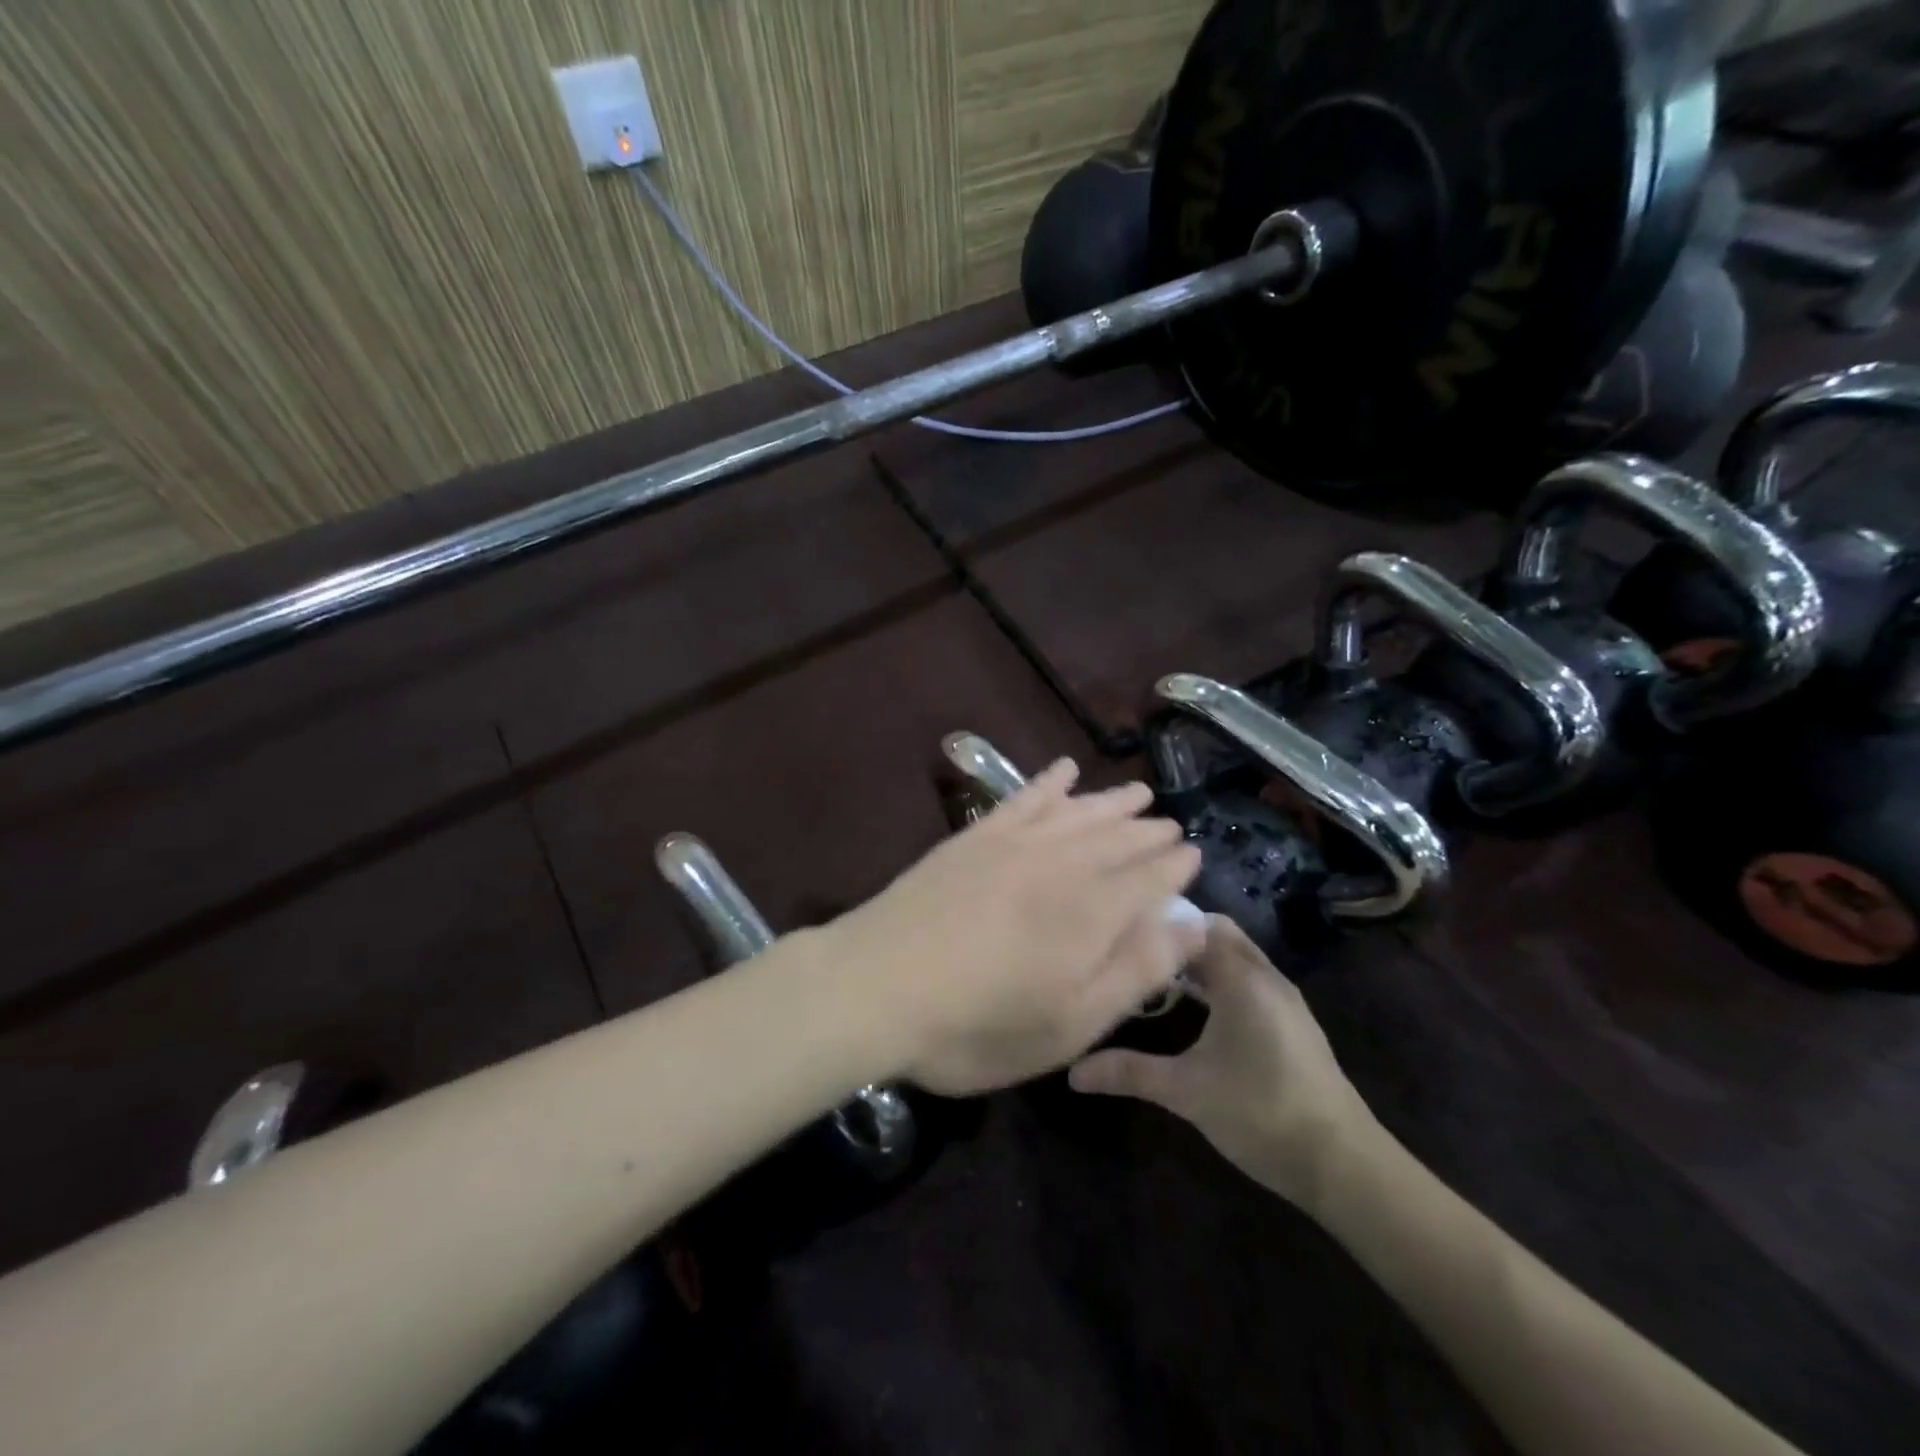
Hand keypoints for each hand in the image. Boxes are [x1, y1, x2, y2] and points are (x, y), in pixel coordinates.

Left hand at [822, 759, 1203, 1096]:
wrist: (878, 984)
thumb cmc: (979, 1024)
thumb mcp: (1071, 1022)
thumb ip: (1136, 969)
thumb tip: (1193, 922)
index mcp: (1092, 911)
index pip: (1149, 876)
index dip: (1174, 865)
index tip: (1192, 854)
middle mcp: (1061, 864)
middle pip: (1117, 838)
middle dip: (1148, 831)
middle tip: (1170, 824)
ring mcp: (1014, 843)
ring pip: (1077, 812)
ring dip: (1110, 801)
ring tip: (1136, 793)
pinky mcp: (975, 837)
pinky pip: (1023, 798)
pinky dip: (1047, 782)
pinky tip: (1064, 771)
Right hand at [1068, 915, 1384, 1210]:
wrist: (1343, 1164)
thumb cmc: (1261, 1113)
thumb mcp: (1186, 1092)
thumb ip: (1129, 1072)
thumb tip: (1073, 1072)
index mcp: (1241, 978)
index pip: (1195, 924)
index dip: (1158, 922)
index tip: (1120, 932)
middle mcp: (1265, 976)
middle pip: (1217, 934)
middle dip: (1177, 937)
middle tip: (1133, 952)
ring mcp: (1283, 998)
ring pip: (1235, 956)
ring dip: (1199, 959)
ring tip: (1154, 974)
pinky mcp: (1291, 1022)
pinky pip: (1248, 978)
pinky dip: (1219, 978)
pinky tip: (1196, 1008)